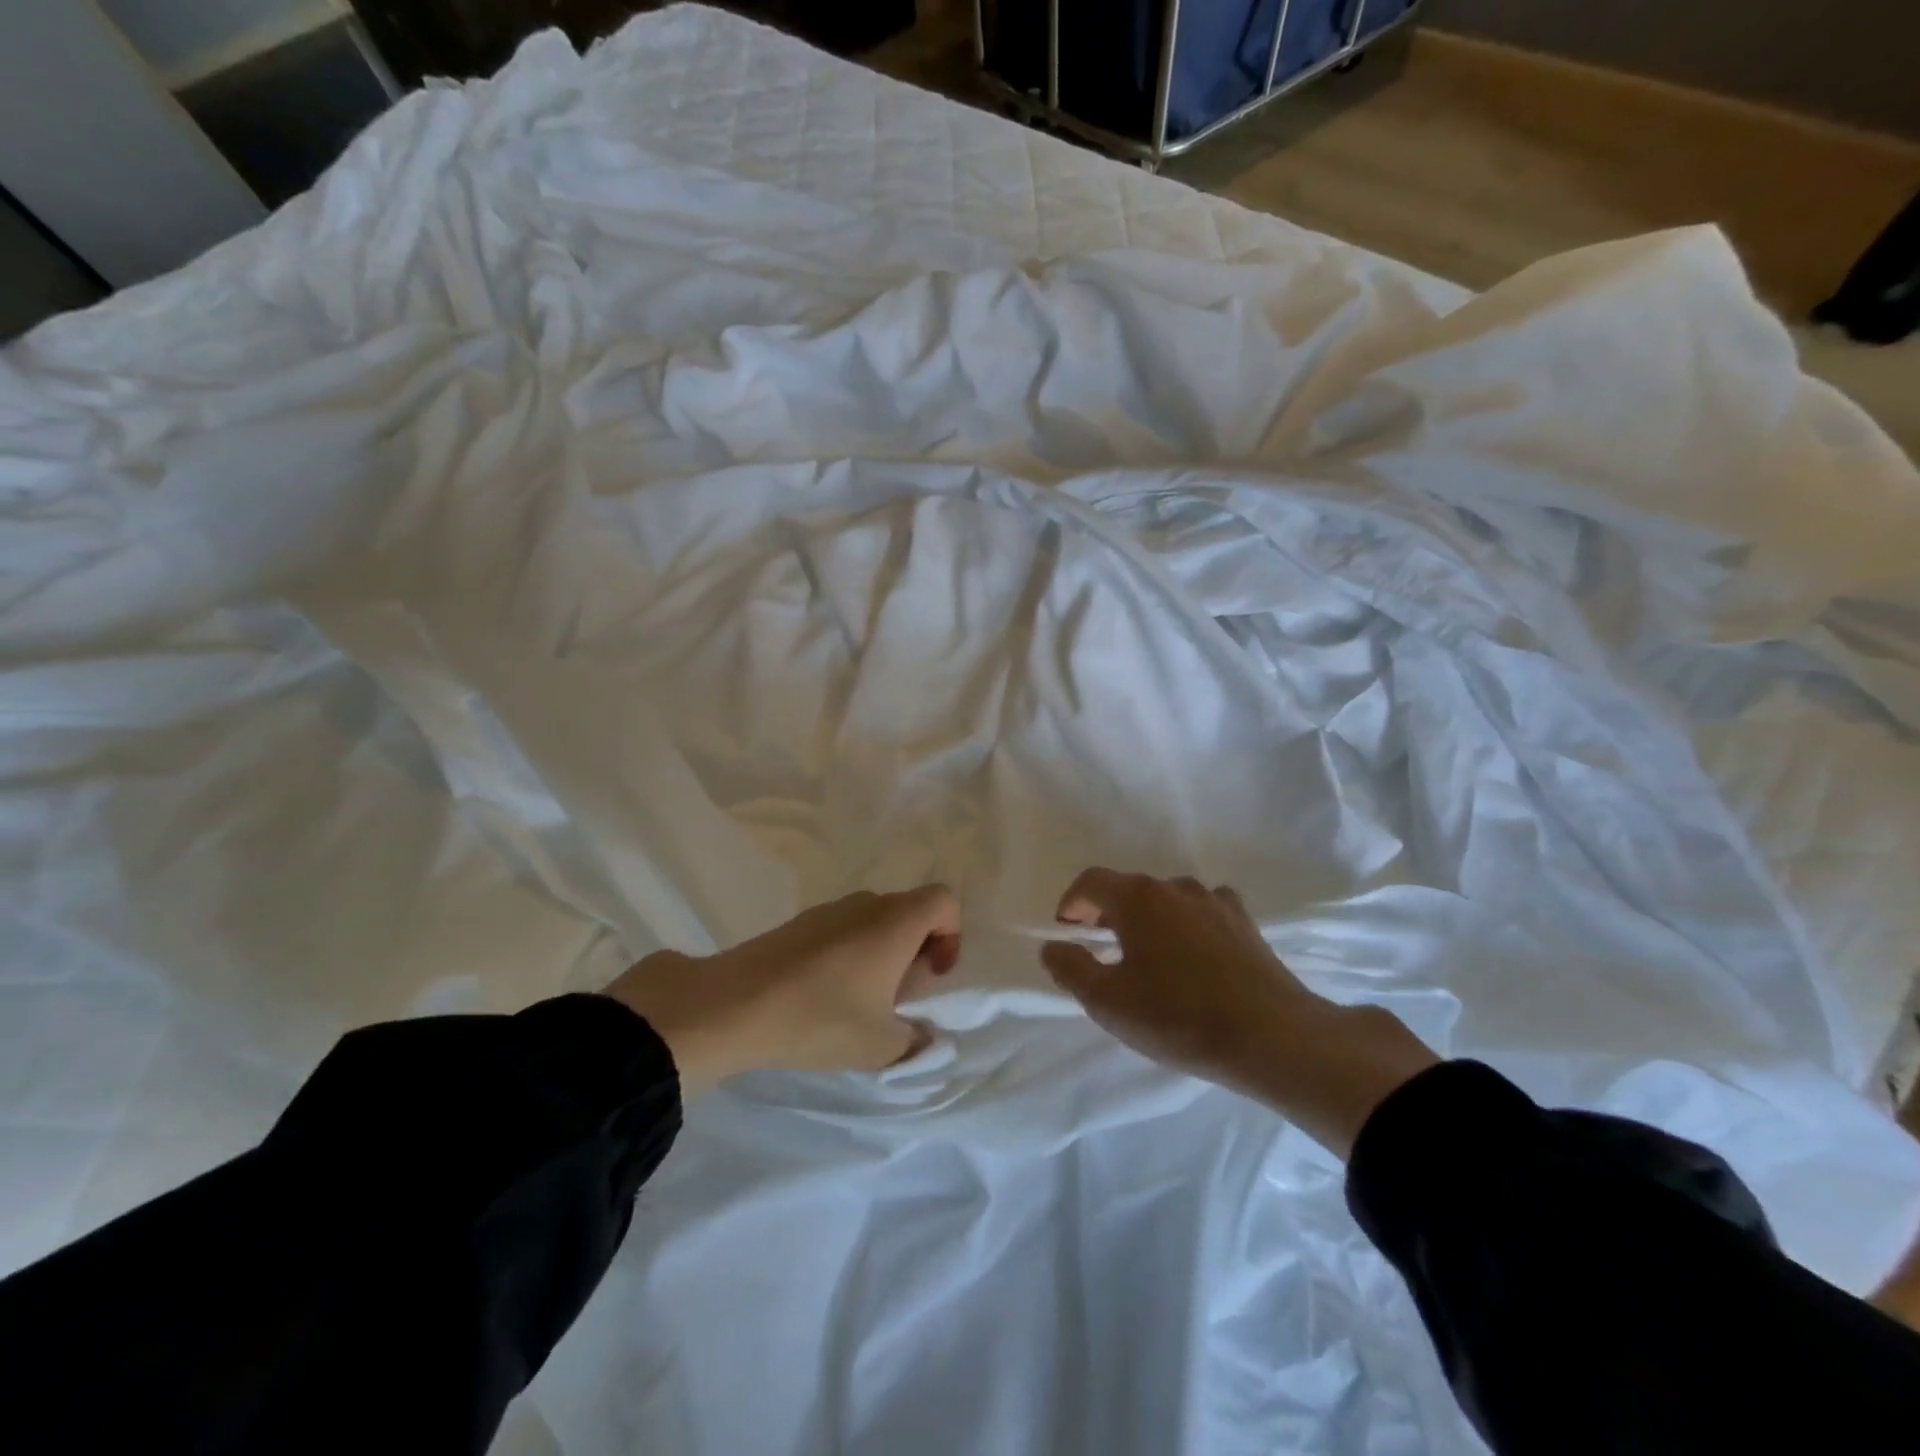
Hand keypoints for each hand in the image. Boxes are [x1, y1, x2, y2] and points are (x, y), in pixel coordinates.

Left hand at [604, 886, 960, 1089]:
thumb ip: (915, 1042)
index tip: (932, 974)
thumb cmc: (820, 1017)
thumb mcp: (880, 1045)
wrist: (732, 1006)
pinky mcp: (797, 924)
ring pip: (873, 921)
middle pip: (909, 911)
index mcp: (895, 921)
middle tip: (898, 996)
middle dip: (916, 950)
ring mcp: (828, 910)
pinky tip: (823, 996)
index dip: (951, 934)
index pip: (944, 900)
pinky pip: (841, 929)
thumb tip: (923, 1037)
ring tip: (859, 1001)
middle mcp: (866, 904)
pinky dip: (849, 954)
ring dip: (881, 953)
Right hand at [1041, 869, 1437, 1157]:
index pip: (1091, 881)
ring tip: (1148, 956)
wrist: (1272, 1038)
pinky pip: (1202, 911)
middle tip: (1101, 949)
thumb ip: (1071, 968)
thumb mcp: (1108, 1002)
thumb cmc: (1178, 1017)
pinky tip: (1192, 955)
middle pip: (1129, 888)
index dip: (1071, 903)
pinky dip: (1186, 924)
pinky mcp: (1244, 923)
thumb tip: (1053, 946)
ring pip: (1167, 899)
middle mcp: (1174, 887)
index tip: (1067, 931)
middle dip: (1107, 912)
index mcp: (1137, 898)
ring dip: (1149, 919)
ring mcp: (1215, 901)